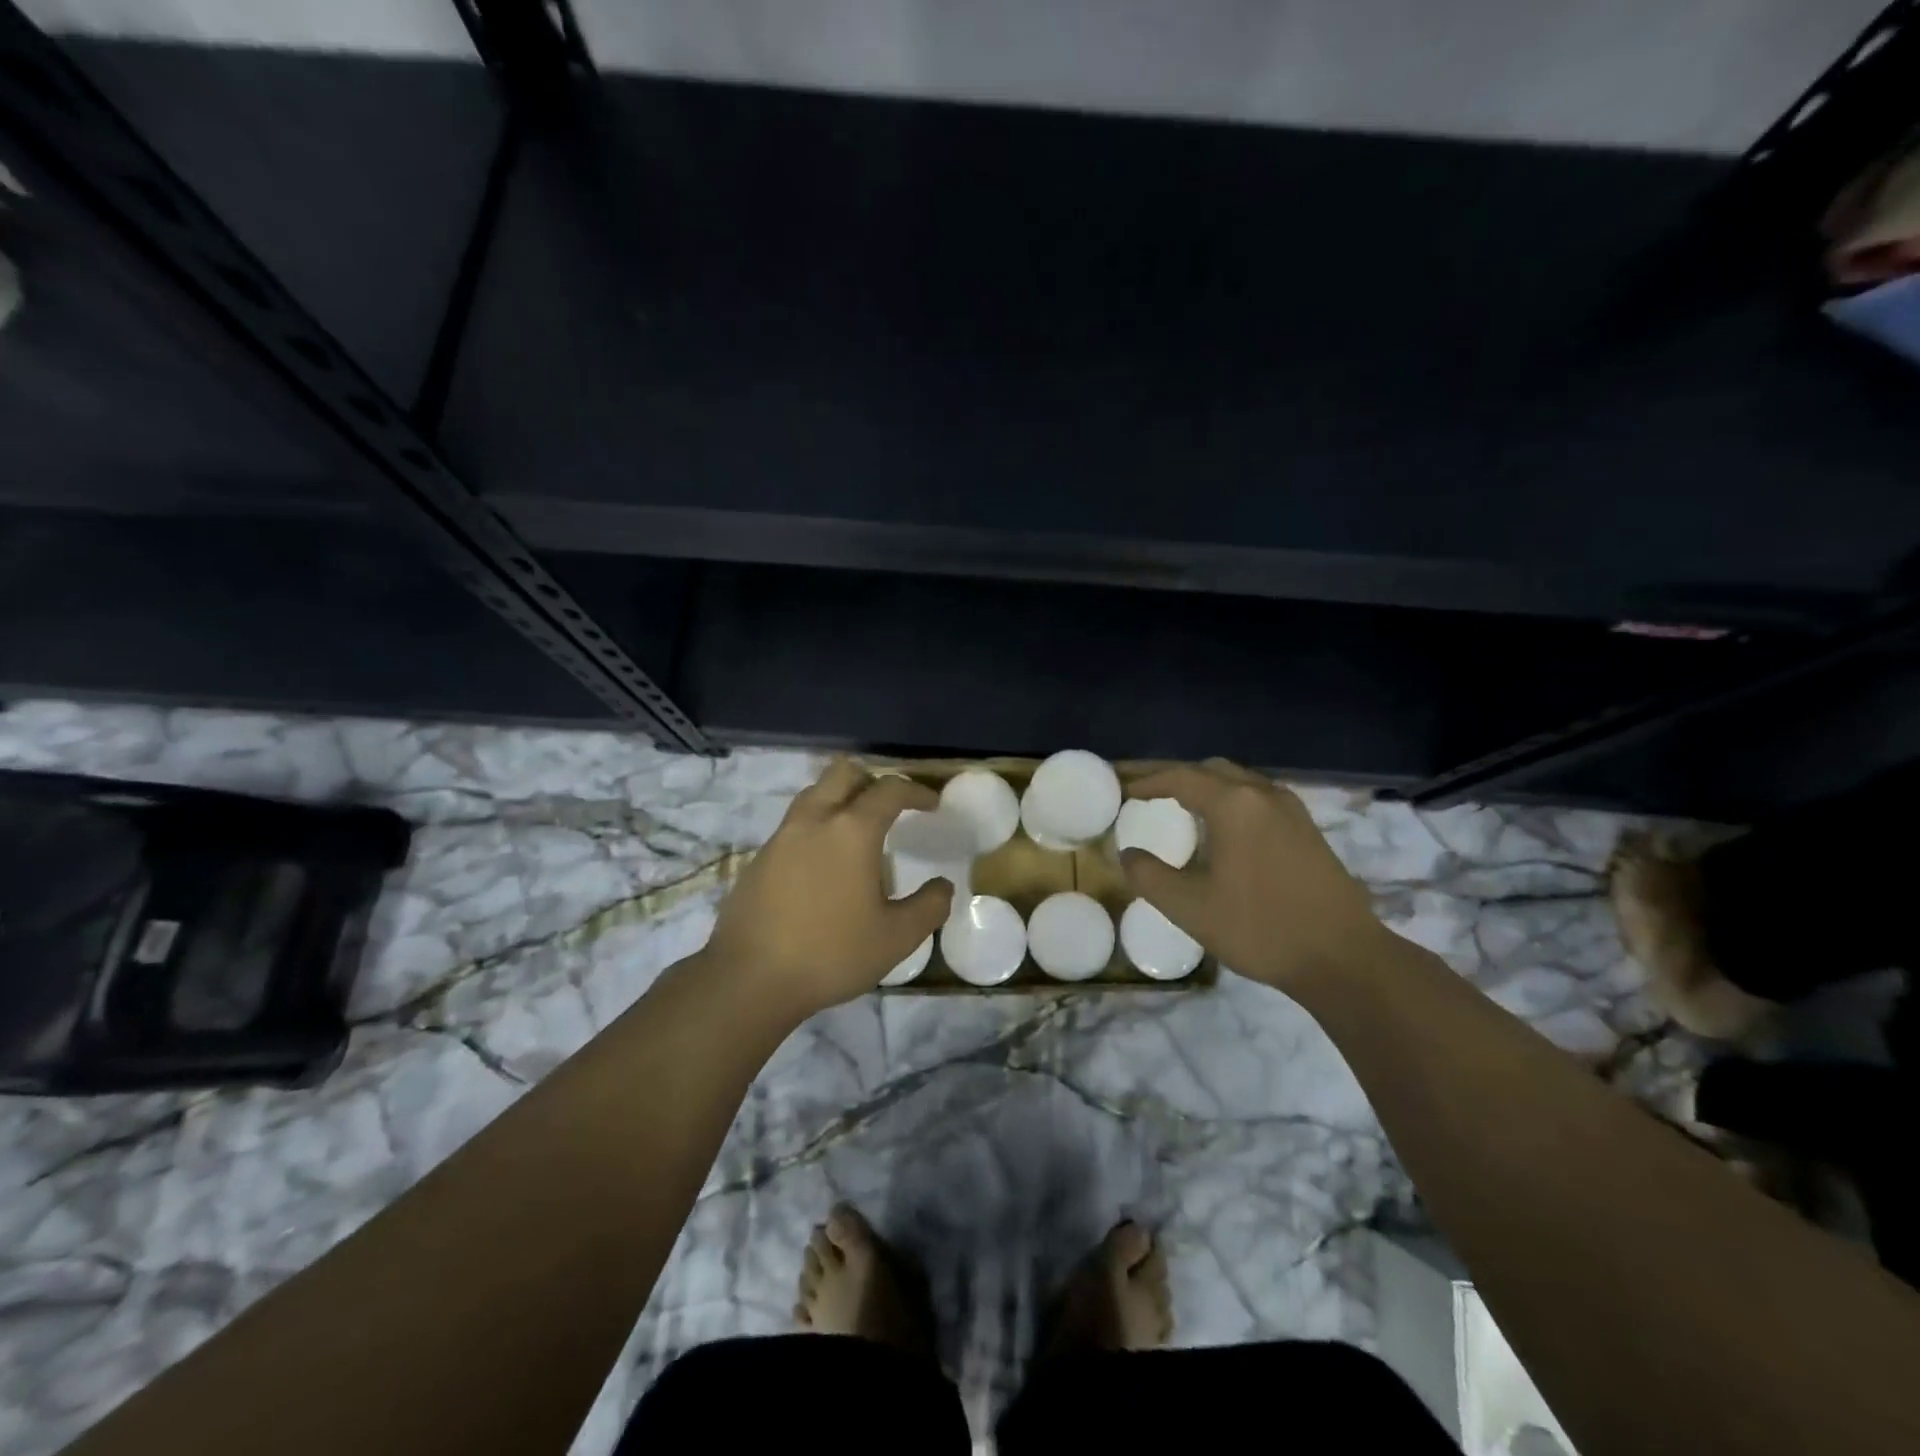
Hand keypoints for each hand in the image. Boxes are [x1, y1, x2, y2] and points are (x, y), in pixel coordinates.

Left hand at [701, 758, 953, 1020]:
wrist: (748, 979)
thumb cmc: (830, 954)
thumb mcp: (896, 938)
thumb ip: (928, 907)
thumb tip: (942, 886)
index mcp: (851, 831)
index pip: (889, 790)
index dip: (915, 791)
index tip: (931, 805)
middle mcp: (814, 820)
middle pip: (843, 773)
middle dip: (872, 780)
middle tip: (890, 808)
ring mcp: (781, 837)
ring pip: (814, 794)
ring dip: (840, 799)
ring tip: (857, 832)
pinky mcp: (759, 858)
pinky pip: (794, 824)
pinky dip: (817, 827)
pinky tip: (824, 865)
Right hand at [1120, 759, 1385, 991]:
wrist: (1343, 958)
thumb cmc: (1260, 928)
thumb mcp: (1190, 908)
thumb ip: (1150, 876)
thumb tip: (1128, 854)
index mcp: (1234, 805)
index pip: (1181, 777)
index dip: (1148, 781)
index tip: (1124, 790)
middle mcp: (1264, 795)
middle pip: (1211, 769)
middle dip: (1176, 776)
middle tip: (1147, 791)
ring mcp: (1291, 810)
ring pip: (1238, 782)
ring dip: (1205, 786)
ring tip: (1179, 806)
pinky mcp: (1307, 829)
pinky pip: (1257, 798)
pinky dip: (1229, 800)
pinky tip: (1222, 829)